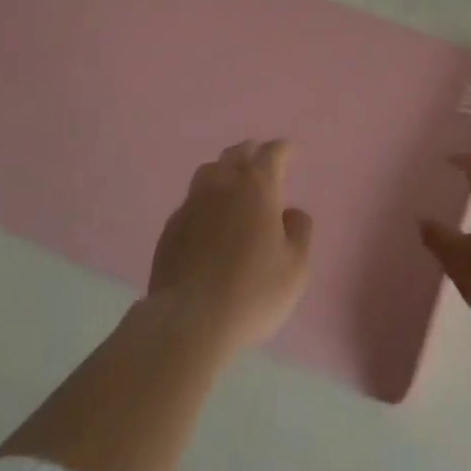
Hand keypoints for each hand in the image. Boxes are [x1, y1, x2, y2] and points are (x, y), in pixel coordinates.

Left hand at [146, 140, 313, 354]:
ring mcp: (192, 204)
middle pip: (236, 154)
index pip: (271, 154)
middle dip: (251, 152)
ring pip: (209, 171)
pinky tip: (208, 216)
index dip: (282, 149)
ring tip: (233, 180)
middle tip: (261, 158)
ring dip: (225, 169)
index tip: (289, 150)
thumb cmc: (253, 292)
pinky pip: (192, 199)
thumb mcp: (296, 267)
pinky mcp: (171, 227)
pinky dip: (205, 198)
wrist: (190, 320)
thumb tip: (291, 212)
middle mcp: (222, 185)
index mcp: (257, 188)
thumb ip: (299, 232)